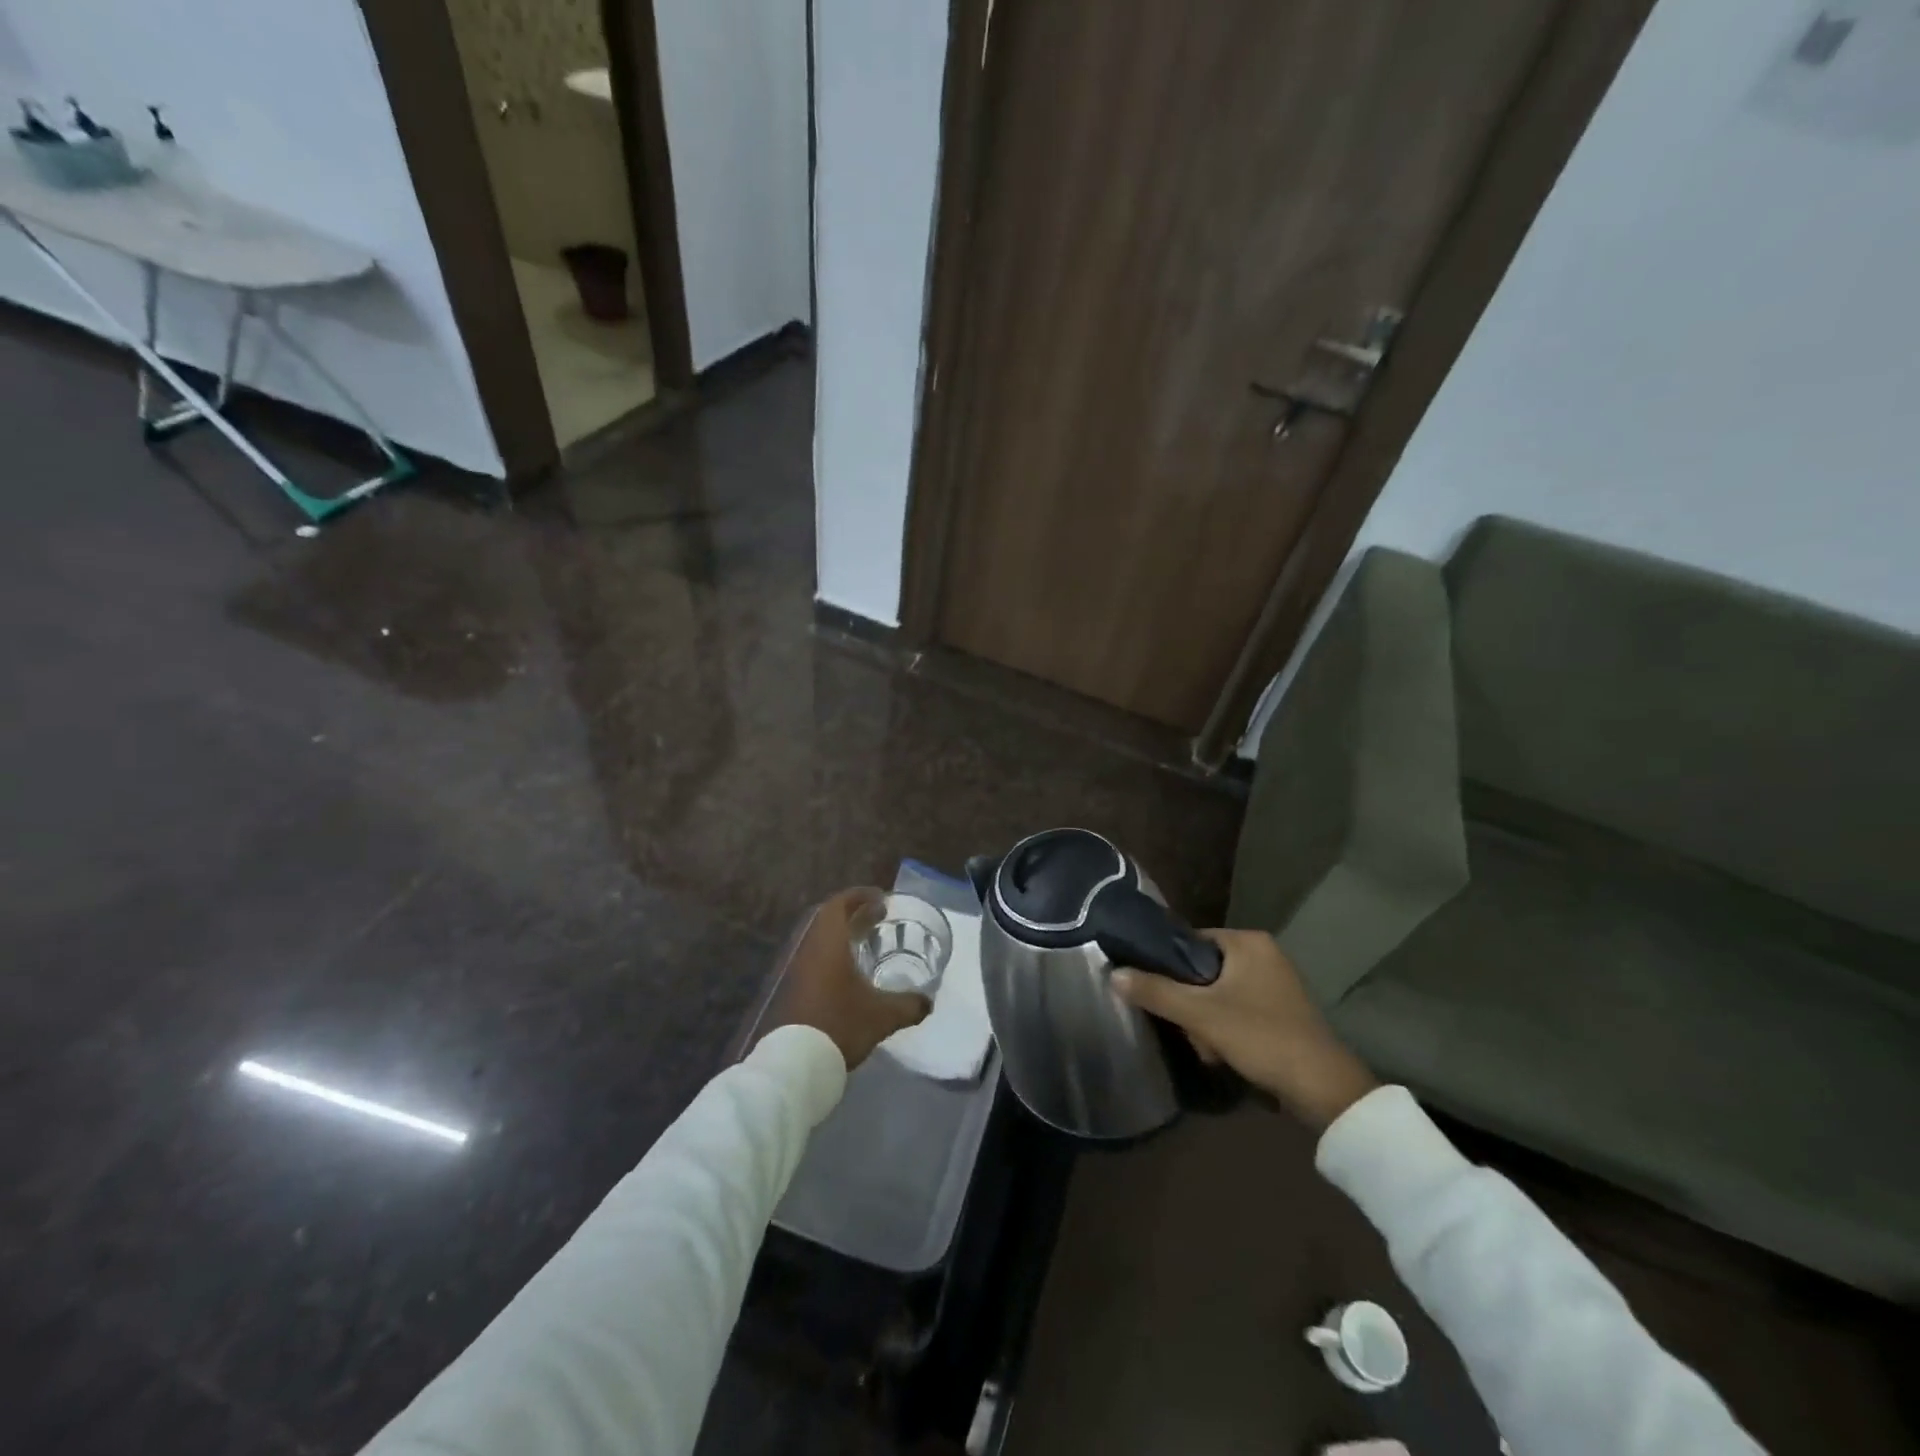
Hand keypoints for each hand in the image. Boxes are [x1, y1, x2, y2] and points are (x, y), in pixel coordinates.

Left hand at [755, 888, 931, 1068]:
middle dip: (855, 913)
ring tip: (868, 941)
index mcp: (829, 944)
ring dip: (843, 935)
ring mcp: (799, 970)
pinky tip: (851, 972)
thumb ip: (909, 1005)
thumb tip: (929, 1002)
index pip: (839, 905)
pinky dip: (835, 954)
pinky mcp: (795, 989)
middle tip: (879, 916)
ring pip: (821, 940)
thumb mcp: (882, 1015)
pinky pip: (816, 958)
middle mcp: (811, 950)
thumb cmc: (840, 1025)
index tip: (880, 897)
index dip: (859, 896)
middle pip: (829, 919)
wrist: (796, 1062)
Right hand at [1112, 928, 1377, 1129]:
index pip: (1190, 941)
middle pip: (1203, 970)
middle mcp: (1265, 953)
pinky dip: (1227, 1029)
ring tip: (1208, 1046)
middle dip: (1191, 1003)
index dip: (1169, 966)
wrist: (1324, 1090)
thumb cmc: (1261, 1037)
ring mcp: (1277, 982)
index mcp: (1249, 941)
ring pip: (1219, 993)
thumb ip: (1155, 991)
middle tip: (1189, 1028)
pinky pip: (1239, 1008)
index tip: (1157, 992)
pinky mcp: (1283, 1010)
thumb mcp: (1201, 1015)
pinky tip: (1225, 1053)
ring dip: (1207, 1020)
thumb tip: (1112, 973)